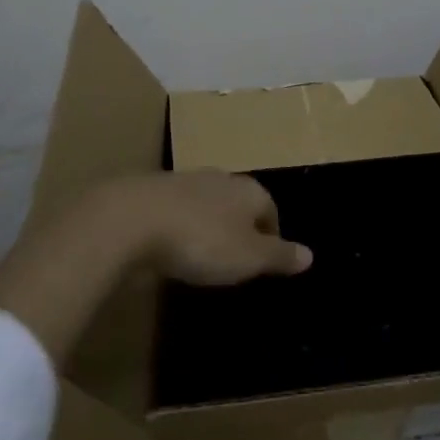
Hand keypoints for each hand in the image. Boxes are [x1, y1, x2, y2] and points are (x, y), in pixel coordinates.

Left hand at [96, 170, 311, 285]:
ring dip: (206, 226)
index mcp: (248, 189)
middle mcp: (219, 179)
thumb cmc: (201, 239)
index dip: (271, 235)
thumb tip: (310, 255)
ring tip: (201, 255)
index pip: (270, 209)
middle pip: (237, 203)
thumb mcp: (248, 257)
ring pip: (205, 205)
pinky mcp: (149, 195)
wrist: (129, 220)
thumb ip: (279, 256)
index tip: (265, 261)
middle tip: (235, 259)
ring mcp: (182, 182)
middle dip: (238, 227)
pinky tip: (168, 249)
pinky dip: (176, 229)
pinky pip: (174, 213)